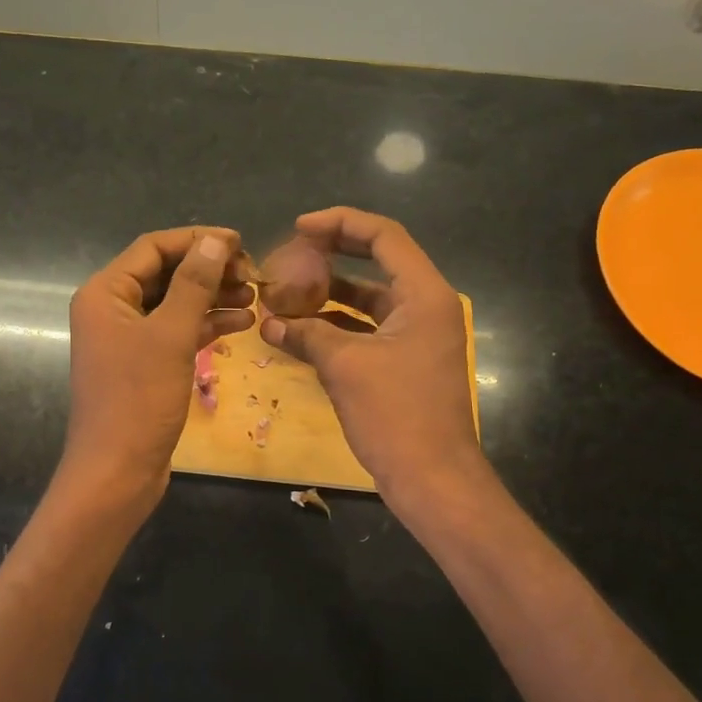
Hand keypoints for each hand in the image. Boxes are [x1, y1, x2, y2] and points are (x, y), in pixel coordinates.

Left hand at [61, 226, 254, 502]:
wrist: (117, 472)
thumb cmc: (139, 399)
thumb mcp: (170, 336)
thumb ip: (193, 284)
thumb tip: (214, 240)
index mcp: (105, 293)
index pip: (153, 247)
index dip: (197, 240)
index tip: (241, 243)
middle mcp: (111, 309)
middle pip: (166, 273)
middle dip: (209, 270)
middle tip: (253, 275)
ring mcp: (127, 338)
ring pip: (175, 303)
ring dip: (213, 297)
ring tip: (255, 297)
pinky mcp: (144, 364)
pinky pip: (177, 332)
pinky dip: (207, 325)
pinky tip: (243, 324)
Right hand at [259, 207, 488, 508]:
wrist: (433, 479)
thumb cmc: (396, 415)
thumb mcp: (345, 367)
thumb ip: (306, 334)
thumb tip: (268, 321)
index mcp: (423, 295)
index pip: (384, 236)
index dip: (340, 223)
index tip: (298, 228)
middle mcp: (424, 307)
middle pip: (377, 261)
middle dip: (332, 254)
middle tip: (290, 251)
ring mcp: (415, 336)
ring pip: (368, 299)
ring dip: (329, 293)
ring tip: (285, 291)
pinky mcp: (403, 362)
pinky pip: (365, 330)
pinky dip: (335, 326)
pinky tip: (298, 330)